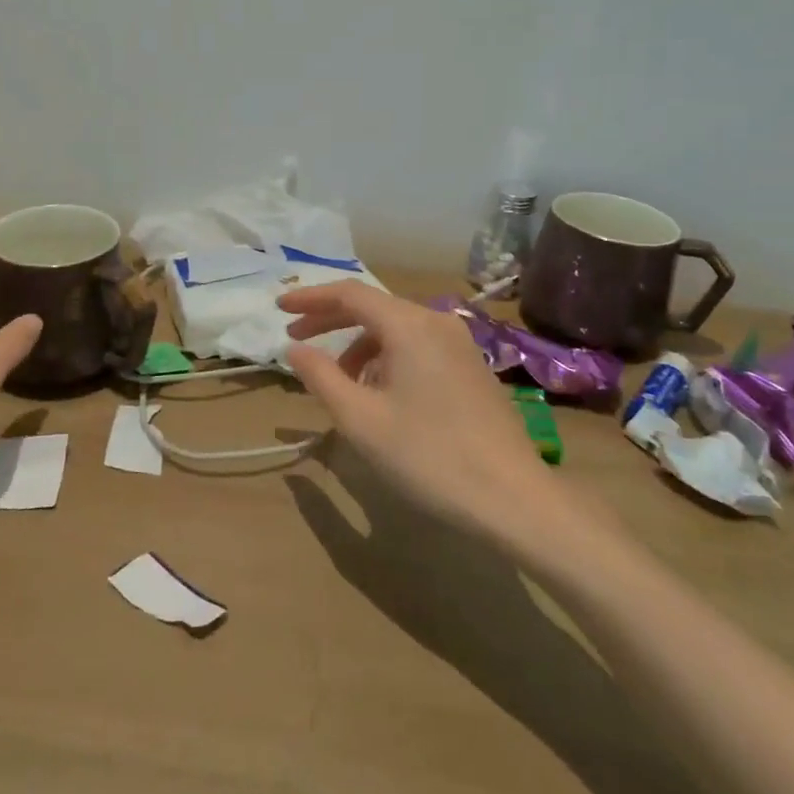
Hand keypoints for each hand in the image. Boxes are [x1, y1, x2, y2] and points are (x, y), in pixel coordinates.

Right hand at [279, 282, 546, 535]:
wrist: (514, 499)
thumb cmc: (429, 456)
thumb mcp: (361, 420)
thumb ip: (321, 377)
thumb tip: (295, 348)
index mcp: (410, 325)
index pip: (349, 294)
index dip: (310, 298)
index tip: (278, 309)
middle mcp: (437, 322)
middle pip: (373, 308)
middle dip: (330, 321)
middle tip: (295, 340)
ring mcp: (459, 344)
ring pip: (396, 330)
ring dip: (359, 346)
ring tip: (338, 383)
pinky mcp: (471, 367)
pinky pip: (417, 347)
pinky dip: (386, 358)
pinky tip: (378, 394)